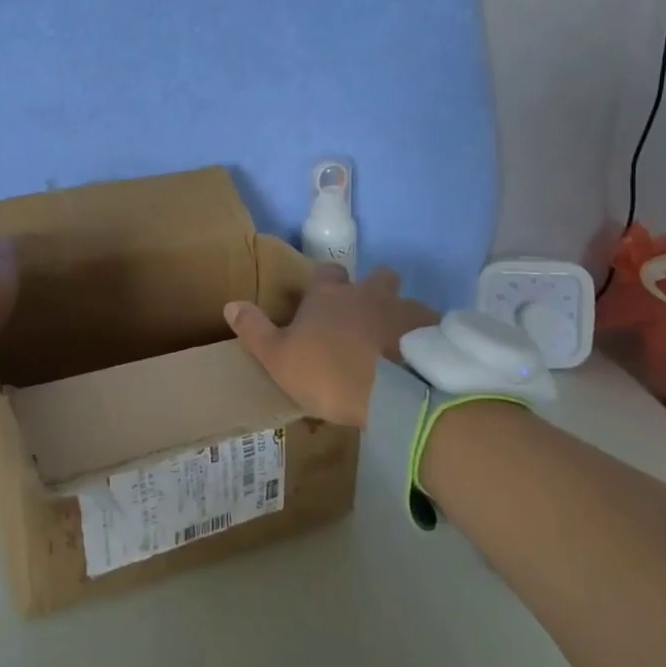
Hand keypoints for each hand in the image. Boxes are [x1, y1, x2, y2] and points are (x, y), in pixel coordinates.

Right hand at [224, 264, 439, 428]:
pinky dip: (426, 343)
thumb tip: (230, 304)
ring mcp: (406, 310)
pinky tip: (422, 366)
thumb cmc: (330, 372)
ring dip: (401, 319)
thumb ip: (255, 330)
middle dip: (374, 289)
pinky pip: (432, 330)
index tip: (324, 298)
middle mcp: (369, 293)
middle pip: (378, 277)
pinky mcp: (435, 333)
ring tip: (397, 350)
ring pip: (405, 305)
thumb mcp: (278, 357)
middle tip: (367, 317)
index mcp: (330, 296)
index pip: (327, 272)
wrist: (397, 393)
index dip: (326, 282)